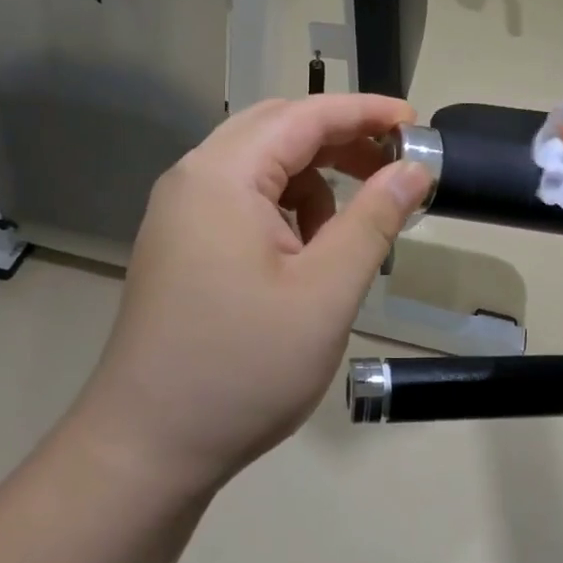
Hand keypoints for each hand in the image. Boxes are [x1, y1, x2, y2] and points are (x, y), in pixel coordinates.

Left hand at [69, 95, 432, 496]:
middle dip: (341, 140)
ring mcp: (180, 212)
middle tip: (393, 167)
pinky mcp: (180, 243)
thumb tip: (414, 168)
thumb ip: (374, 219)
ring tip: (348, 230)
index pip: (305, 116)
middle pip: (278, 129)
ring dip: (314, 178)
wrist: (146, 450)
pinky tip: (305, 254)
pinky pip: (242, 199)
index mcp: (223, 177)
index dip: (366, 112)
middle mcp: (193, 179)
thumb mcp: (326, 293)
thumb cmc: (243, 369)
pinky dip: (286, 207)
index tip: (416, 124)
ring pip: (260, 165)